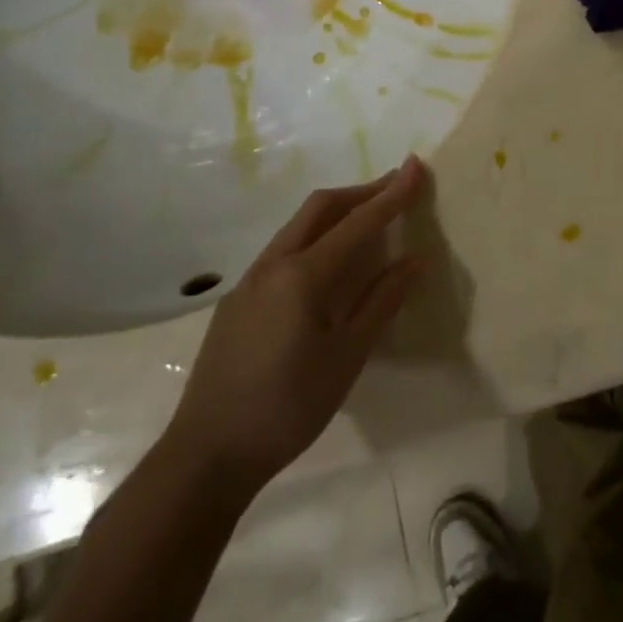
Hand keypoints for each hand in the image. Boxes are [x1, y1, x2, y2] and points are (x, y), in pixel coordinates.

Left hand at [162, 157, 428, 496]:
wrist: (206, 455)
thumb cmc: (288, 407)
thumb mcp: (347, 357)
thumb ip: (381, 302)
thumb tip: (415, 261)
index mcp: (302, 275)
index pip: (358, 222)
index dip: (392, 194)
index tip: (416, 166)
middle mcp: (272, 265)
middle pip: (320, 207)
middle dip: (360, 191)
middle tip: (395, 187)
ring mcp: (248, 282)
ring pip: (297, 227)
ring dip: (336, 213)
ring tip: (367, 220)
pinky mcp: (236, 301)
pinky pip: (282, 251)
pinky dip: (314, 238)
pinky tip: (327, 265)